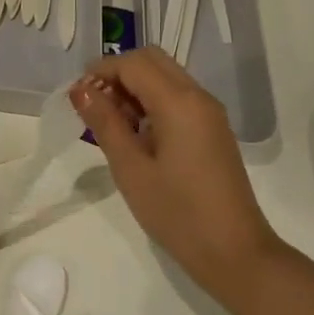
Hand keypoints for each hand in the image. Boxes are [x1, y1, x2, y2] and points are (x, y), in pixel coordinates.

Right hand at [72, 48, 283, 306]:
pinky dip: (152, 102)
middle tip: (94, 105)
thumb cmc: (177, 213)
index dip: (101, 70)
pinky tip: (137, 135)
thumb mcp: (131, 168)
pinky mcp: (213, 130)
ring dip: (135, 87)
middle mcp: (198, 97)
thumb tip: (80, 88)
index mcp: (179, 102)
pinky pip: (178, 97)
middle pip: (152, 60)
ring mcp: (210, 113)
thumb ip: (104, 122)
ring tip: (111, 124)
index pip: (133, 63)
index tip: (77, 96)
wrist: (235, 253)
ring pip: (166, 77)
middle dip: (118, 73)